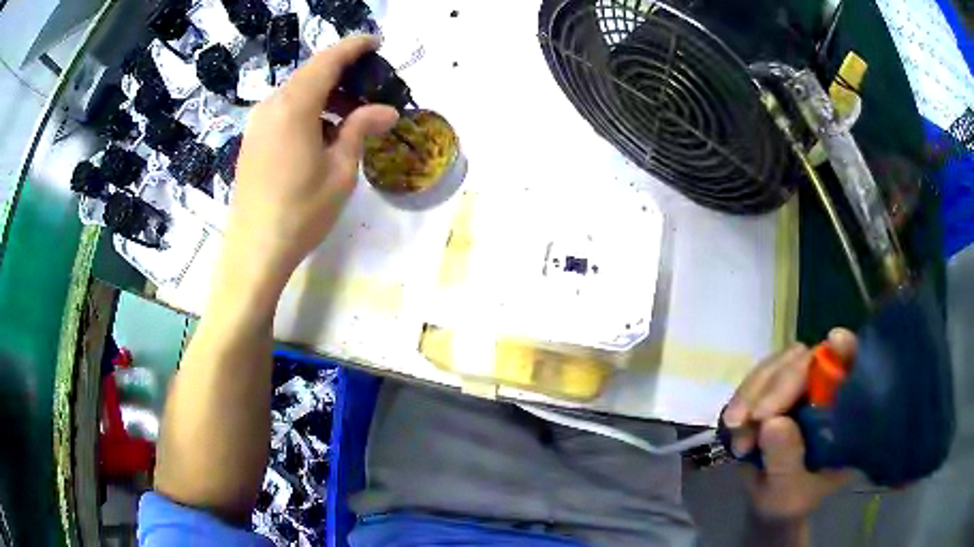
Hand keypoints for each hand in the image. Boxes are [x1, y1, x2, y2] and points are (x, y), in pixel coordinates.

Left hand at [227, 36, 398, 292]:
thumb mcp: (340, 170)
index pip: (328, 61)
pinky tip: (324, 132)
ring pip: (296, 92)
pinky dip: (308, 110)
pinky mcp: (253, 140)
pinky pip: (284, 110)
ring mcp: (258, 123)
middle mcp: (271, 105)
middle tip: (371, 86)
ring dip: (325, 94)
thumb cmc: (301, 212)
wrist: (254, 251)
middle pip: (310, 73)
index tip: (376, 42)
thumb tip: (387, 110)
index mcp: (294, 106)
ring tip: (352, 114)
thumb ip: (360, 130)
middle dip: (342, 73)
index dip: (353, 47)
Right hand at [724, 330, 856, 520]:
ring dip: (753, 392)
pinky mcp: (775, 389)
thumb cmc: (790, 500)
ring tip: (736, 428)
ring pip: (778, 365)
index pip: (853, 368)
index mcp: (844, 413)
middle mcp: (825, 390)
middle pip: (807, 361)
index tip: (835, 342)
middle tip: (753, 418)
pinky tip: (733, 424)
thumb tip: (773, 422)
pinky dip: (742, 396)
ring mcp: (799, 387)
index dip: (847, 350)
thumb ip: (785, 461)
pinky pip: (757, 378)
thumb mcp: (788, 492)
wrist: (768, 503)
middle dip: (777, 386)